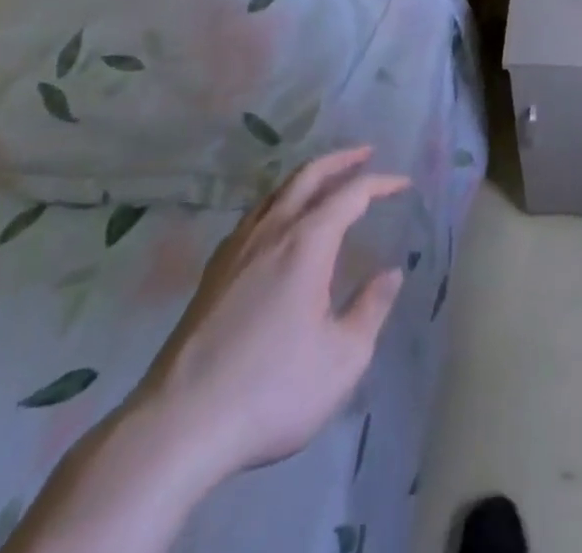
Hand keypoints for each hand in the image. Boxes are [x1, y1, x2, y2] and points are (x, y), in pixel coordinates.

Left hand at [128, 147, 408, 490]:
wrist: (178, 427)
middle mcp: (271, 231)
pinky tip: (278, 225)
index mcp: (307, 243)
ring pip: (276, 192)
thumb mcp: (342, 359)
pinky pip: (253, 217)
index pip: (351, 194)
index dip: (381, 183)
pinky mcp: (212, 274)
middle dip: (341, 159)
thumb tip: (391, 273)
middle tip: (366, 153)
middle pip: (308, 176)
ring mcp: (236, 250)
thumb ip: (371, 309)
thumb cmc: (271, 391)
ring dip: (307, 178)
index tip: (404, 184)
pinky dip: (278, 203)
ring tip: (326, 182)